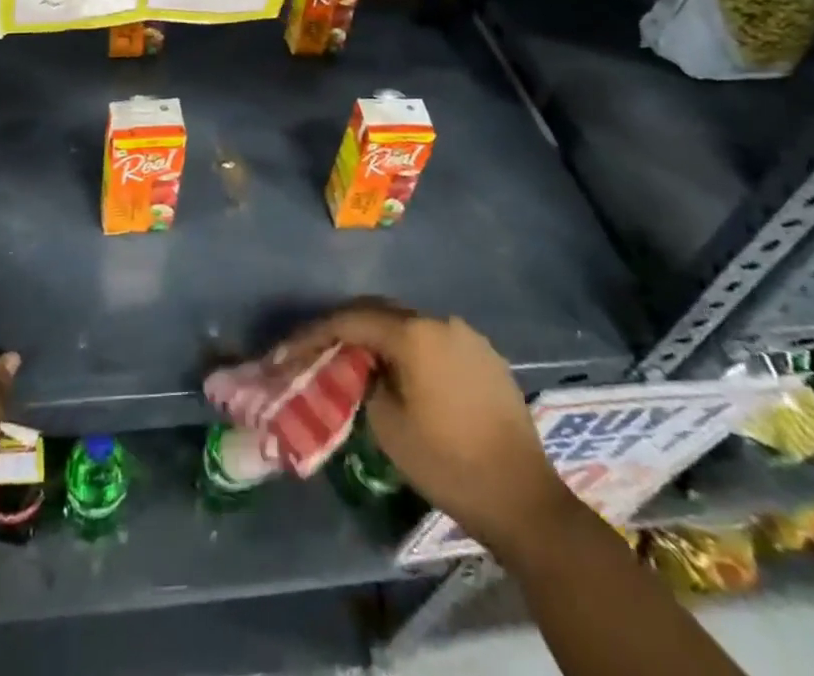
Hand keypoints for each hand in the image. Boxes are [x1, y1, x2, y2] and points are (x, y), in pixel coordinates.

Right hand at [275, 301, 575, 561]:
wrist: (523, 498)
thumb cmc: (447, 462)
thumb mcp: (387, 425)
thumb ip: (365, 381)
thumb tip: (366, 367)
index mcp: (413, 333)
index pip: (352, 320)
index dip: (317, 332)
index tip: (290, 347)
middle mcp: (440, 322)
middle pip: (381, 313)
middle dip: (348, 327)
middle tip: (320, 346)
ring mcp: (467, 336)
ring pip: (410, 326)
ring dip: (382, 337)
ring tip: (359, 359)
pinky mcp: (486, 357)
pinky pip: (436, 342)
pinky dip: (412, 350)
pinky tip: (404, 373)